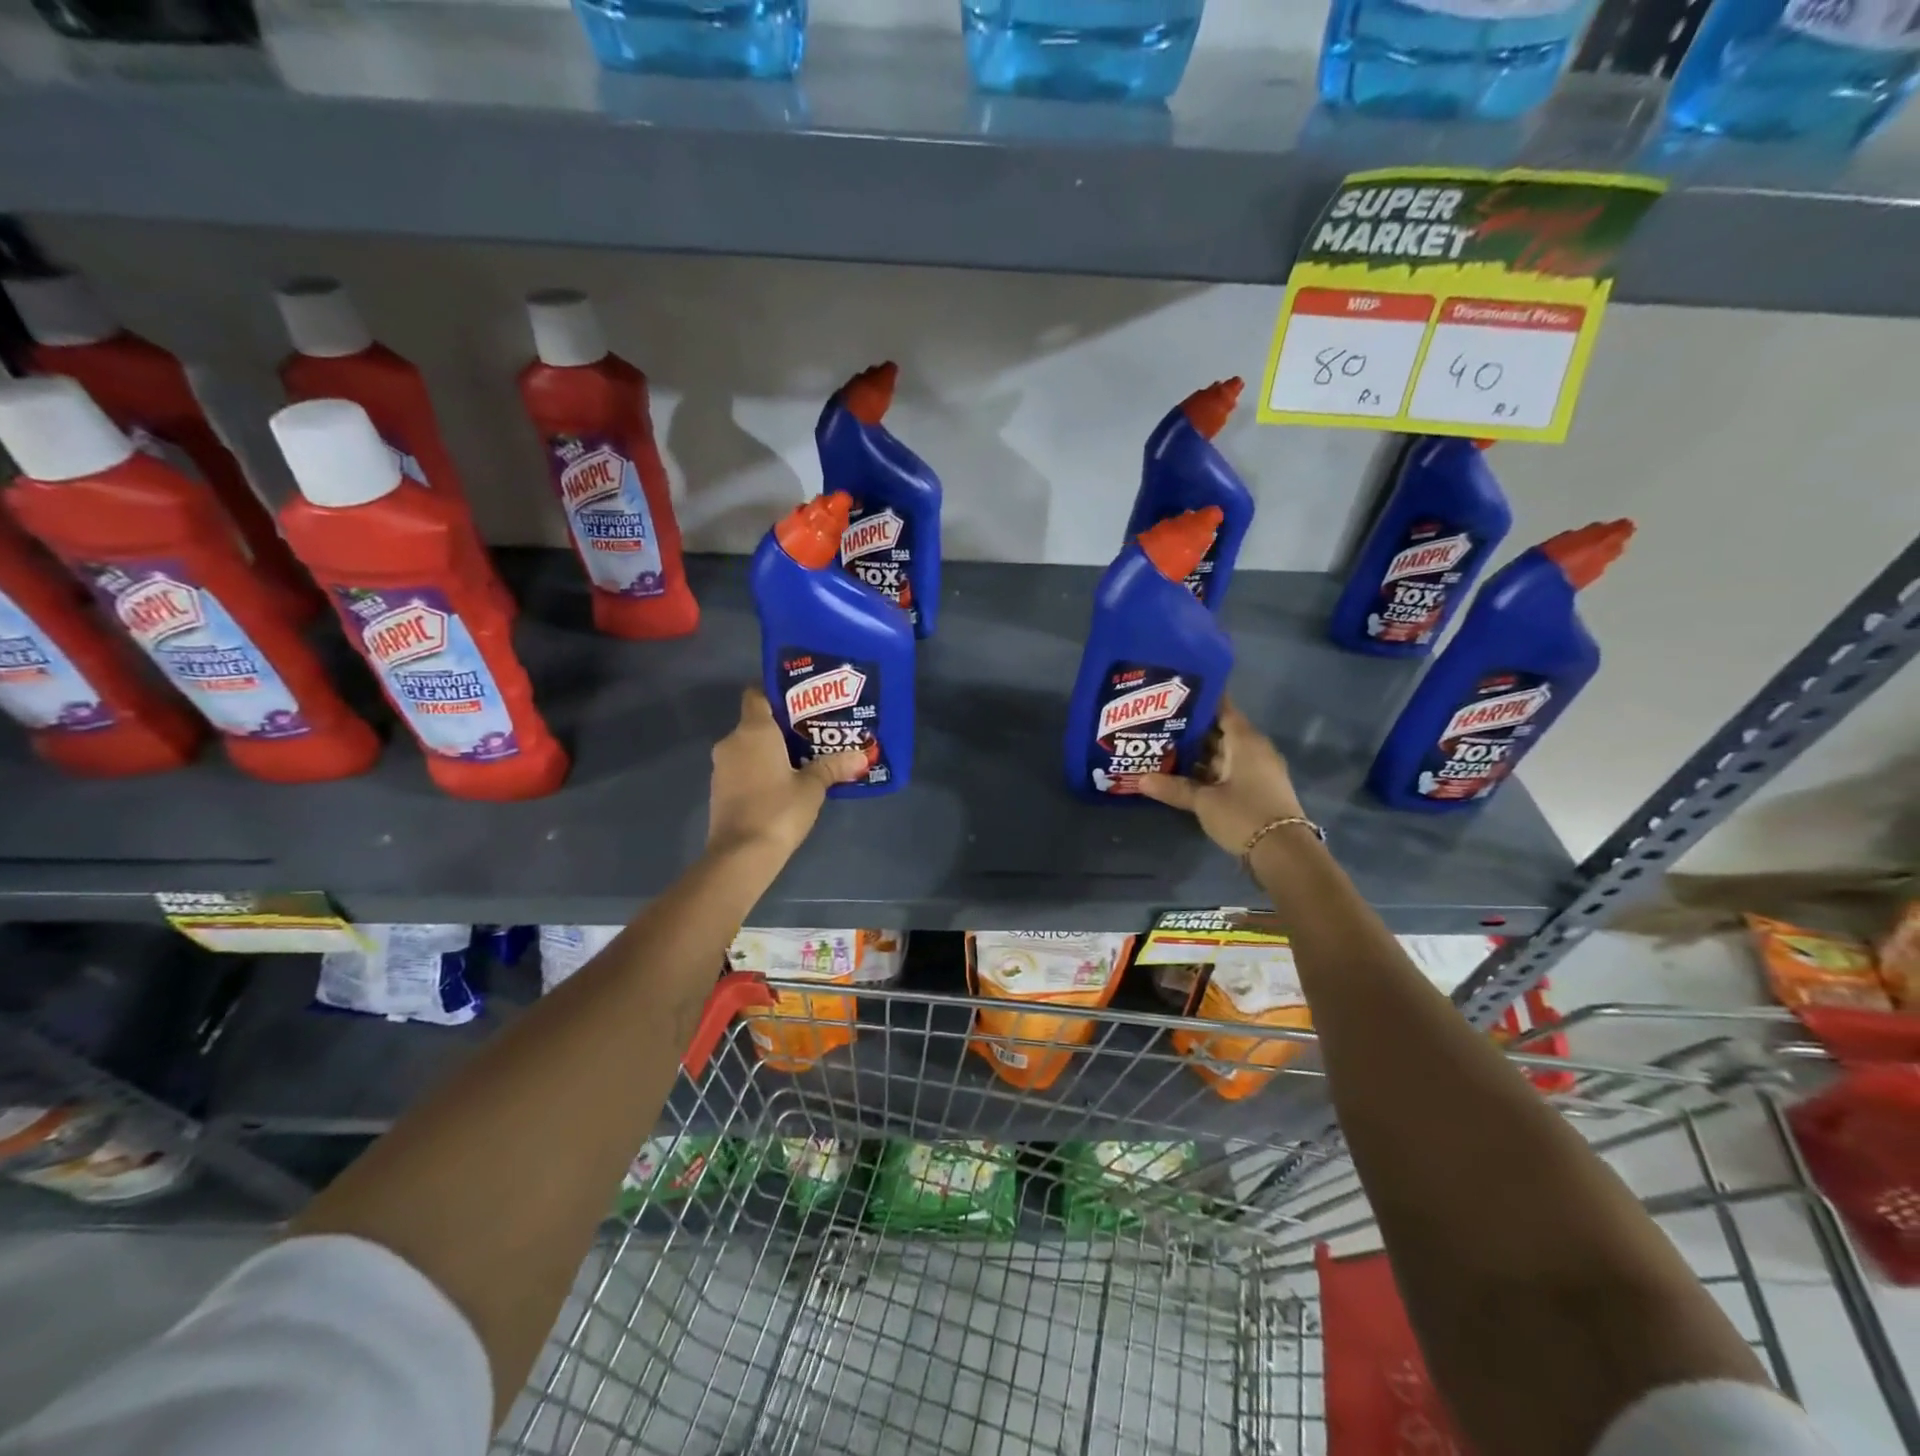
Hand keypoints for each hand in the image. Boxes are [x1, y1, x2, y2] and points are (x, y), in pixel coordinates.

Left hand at [707, 687, 866, 859]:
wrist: (741, 855)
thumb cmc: (779, 809)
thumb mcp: (813, 787)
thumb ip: (833, 766)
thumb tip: (861, 757)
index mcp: (754, 730)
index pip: (757, 694)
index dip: (776, 694)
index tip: (801, 702)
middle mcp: (732, 741)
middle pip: (756, 722)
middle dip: (782, 727)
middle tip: (813, 733)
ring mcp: (722, 766)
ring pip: (749, 747)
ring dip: (771, 751)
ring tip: (802, 759)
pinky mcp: (720, 789)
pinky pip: (743, 767)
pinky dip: (760, 769)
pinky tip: (783, 783)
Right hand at [1137, 697, 1305, 855]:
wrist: (1283, 853)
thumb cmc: (1244, 815)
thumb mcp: (1204, 801)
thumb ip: (1174, 788)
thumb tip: (1140, 779)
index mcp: (1245, 741)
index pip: (1222, 709)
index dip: (1200, 700)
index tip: (1173, 693)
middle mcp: (1253, 750)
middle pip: (1219, 731)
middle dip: (1190, 729)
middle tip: (1157, 722)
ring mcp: (1256, 771)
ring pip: (1221, 754)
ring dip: (1197, 753)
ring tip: (1162, 747)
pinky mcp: (1255, 790)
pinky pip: (1227, 771)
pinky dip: (1207, 771)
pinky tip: (1181, 774)